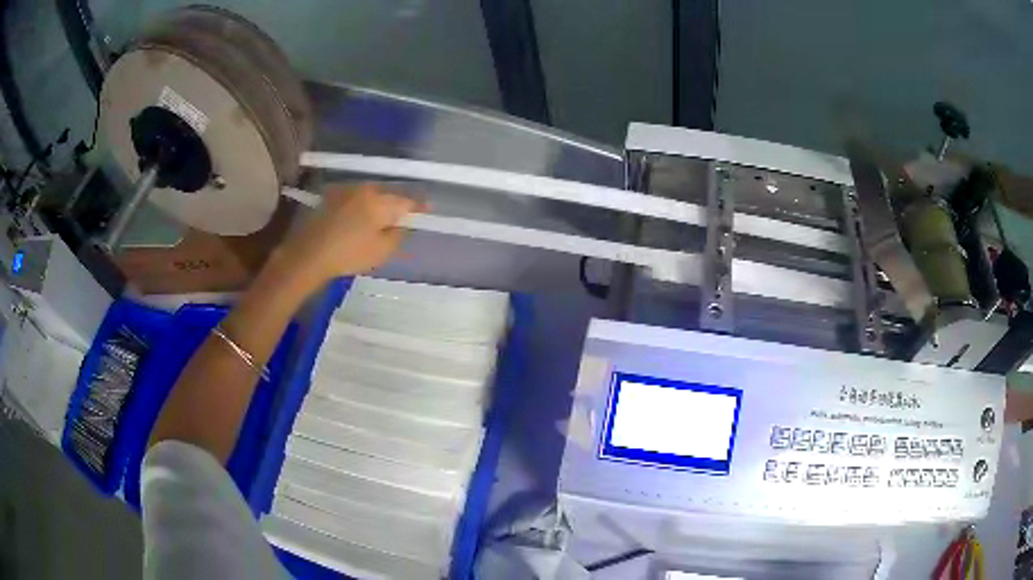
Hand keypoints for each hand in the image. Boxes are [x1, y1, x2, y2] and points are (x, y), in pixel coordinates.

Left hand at [275, 183, 420, 286]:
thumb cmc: (348, 254)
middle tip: (402, 216)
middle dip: (396, 203)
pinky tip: (358, 216)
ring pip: (370, 193)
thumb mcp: (381, 251)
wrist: (309, 253)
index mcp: (381, 202)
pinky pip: (355, 197)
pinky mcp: (331, 196)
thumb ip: (398, 234)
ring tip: (380, 216)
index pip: (406, 201)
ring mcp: (347, 190)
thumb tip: (403, 223)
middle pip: (388, 194)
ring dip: (378, 202)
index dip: (419, 206)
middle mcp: (366, 189)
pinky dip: (361, 204)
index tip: (427, 209)